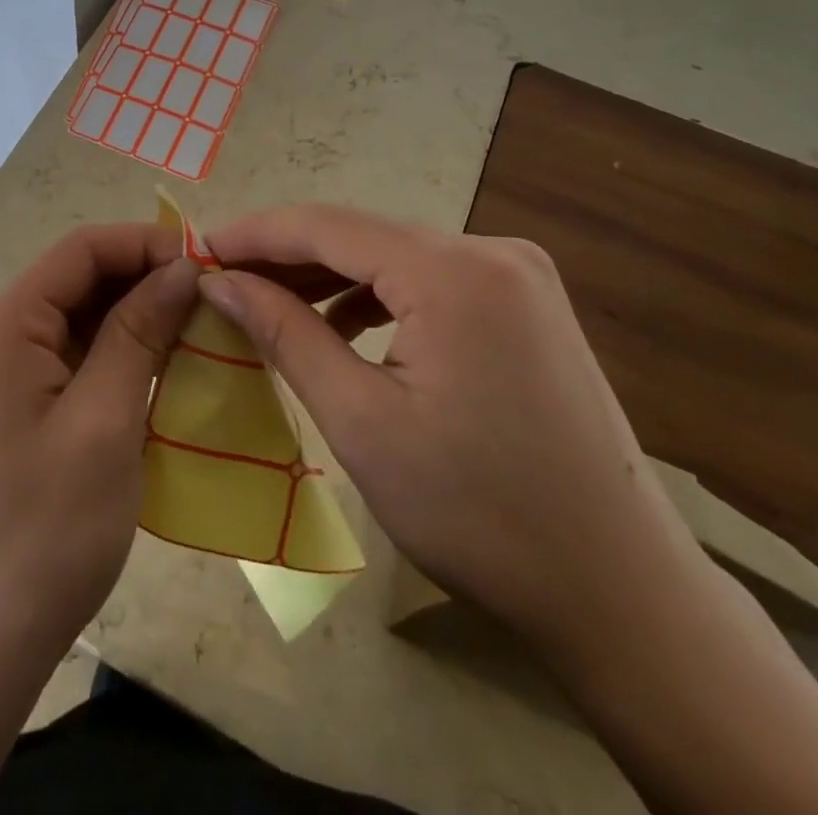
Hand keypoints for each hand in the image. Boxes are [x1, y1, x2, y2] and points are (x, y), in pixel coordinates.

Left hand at [0, 224, 199, 678]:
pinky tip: (164, 370)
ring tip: (200, 331)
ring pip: (81, 317)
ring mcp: (7, 373)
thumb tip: (182, 268)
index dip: (145, 244)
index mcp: (7, 325)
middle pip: (79, 278)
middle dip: (145, 279)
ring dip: (138, 317)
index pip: (81, 249)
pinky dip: (120, 353)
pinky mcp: (21, 407)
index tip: (208, 266)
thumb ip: (139, 333)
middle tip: (214, 301)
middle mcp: (0, 335)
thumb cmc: (45, 532)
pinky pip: (76, 356)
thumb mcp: (104, 423)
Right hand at [200, 204, 704, 648]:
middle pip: (361, 235)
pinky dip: (375, 297)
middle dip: (286, 255)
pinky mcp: (524, 304)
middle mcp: (490, 250)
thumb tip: (220, 282)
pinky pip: (428, 281)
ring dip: (327, 276)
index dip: (254, 234)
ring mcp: (516, 275)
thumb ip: (285, 333)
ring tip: (266, 303)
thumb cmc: (479, 512)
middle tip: (221, 280)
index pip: (326, 224)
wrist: (621, 592)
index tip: (196, 249)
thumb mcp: (362, 421)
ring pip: (393, 256)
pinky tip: (339, 326)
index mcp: (453, 270)